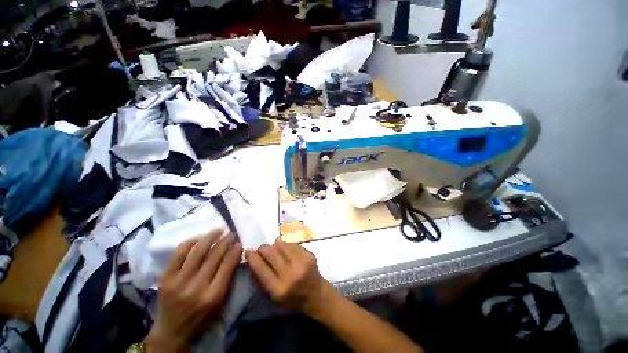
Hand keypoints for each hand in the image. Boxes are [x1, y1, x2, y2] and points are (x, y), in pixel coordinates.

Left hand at [146, 231, 242, 352]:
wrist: (170, 331)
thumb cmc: (200, 317)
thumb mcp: (219, 301)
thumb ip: (227, 277)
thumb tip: (235, 252)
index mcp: (213, 295)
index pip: (227, 265)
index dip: (234, 250)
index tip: (239, 241)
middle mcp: (196, 287)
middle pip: (214, 256)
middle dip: (225, 241)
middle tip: (231, 233)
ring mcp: (178, 282)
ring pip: (198, 251)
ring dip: (210, 236)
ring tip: (218, 230)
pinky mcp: (165, 278)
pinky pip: (179, 253)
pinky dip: (190, 242)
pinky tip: (199, 238)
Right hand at [246, 239, 332, 314]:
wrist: (315, 294)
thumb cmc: (291, 298)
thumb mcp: (273, 296)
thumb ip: (261, 278)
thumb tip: (252, 258)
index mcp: (278, 289)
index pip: (261, 268)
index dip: (252, 257)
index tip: (248, 251)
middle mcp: (290, 274)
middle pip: (270, 252)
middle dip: (263, 248)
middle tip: (261, 250)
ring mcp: (301, 262)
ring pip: (281, 245)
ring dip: (274, 246)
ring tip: (275, 250)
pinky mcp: (309, 254)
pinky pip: (292, 244)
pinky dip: (286, 245)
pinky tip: (286, 250)